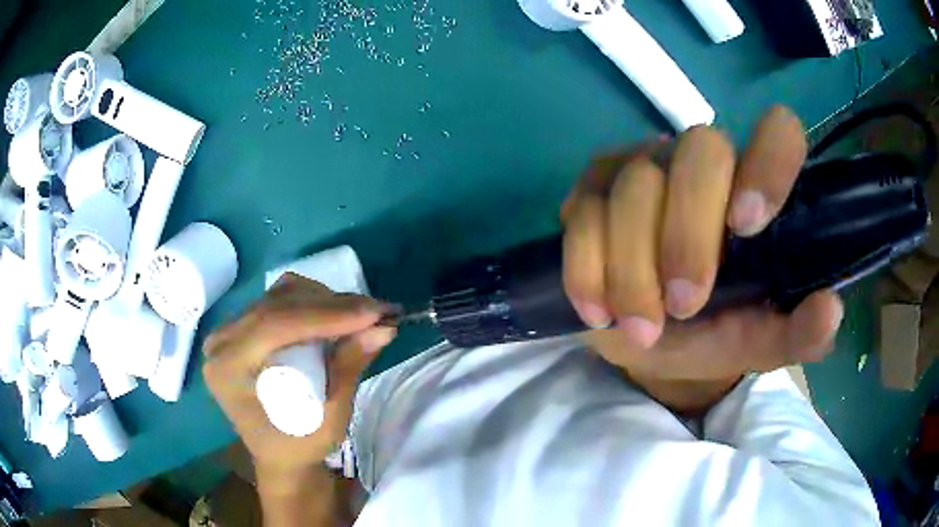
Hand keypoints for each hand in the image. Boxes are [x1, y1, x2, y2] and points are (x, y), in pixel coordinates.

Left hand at [203, 274, 395, 483]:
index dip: (326, 315)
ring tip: (360, 315)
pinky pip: (280, 300)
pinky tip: (336, 315)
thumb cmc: (300, 447)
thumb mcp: (329, 420)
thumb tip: (383, 328)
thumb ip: (349, 369)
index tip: (374, 313)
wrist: (279, 455)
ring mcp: (230, 331)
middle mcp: (222, 342)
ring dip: (325, 300)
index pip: (275, 326)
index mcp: (228, 370)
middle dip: (333, 305)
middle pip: (277, 304)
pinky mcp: (244, 327)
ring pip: (281, 295)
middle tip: (378, 312)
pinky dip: (314, 303)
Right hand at [561, 107, 842, 390]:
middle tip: (683, 306)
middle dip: (688, 235)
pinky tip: (598, 310)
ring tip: (640, 327)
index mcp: (753, 191)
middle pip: (699, 152)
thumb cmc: (711, 333)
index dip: (768, 162)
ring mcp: (640, 169)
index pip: (777, 134)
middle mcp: (701, 163)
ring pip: (634, 188)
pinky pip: (582, 216)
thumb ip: (795, 333)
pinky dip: (587, 270)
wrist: (643, 340)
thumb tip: (830, 312)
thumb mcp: (756, 341)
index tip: (746, 225)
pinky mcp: (590, 192)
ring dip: (634, 270)